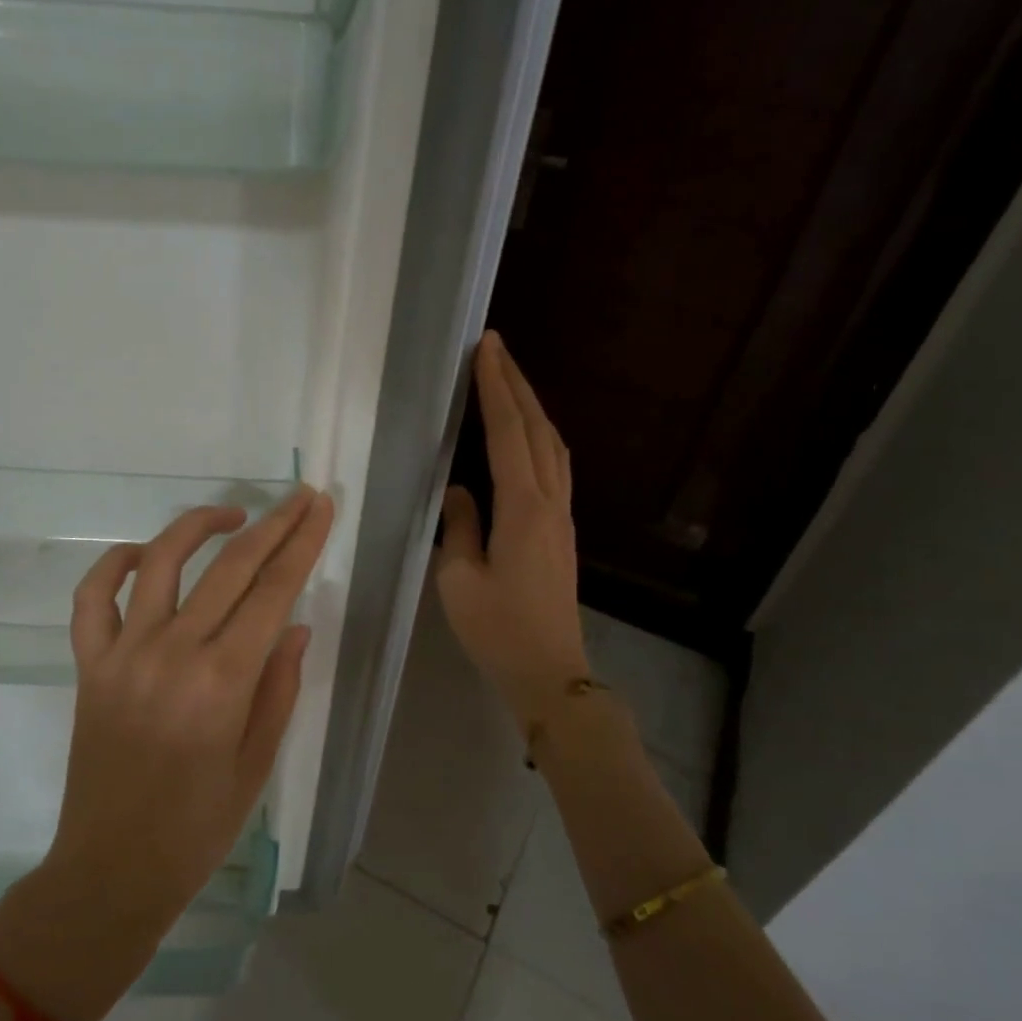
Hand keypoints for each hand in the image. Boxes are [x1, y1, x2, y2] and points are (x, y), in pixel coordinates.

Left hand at [0, 486, 334, 1020]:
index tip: (320, 507)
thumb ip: (279, 687)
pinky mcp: (90, 665)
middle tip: (299, 498)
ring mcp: (123, 654)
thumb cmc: (198, 828)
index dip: (302, 544)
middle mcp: (172, 654)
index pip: (272, 592)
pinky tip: (143, 555)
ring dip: (198, 527)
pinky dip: (114, 565)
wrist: (112, 870)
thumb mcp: (258, 764)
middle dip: (272, 525)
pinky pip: (92, 598)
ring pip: (160, 563)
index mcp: (222, 683)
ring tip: (232, 516)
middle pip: (229, 568)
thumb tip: (293, 625)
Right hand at [437, 332, 589, 724]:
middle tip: (496, 348)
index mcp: (523, 509)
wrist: (551, 672)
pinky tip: (529, 435)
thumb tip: (459, 491)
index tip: (486, 350)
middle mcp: (550, 503)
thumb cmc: (498, 630)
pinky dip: (540, 437)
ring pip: (553, 446)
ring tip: (510, 380)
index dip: (496, 389)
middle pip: (537, 430)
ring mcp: (563, 517)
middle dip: (516, 385)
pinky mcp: (563, 531)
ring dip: (532, 408)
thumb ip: (458, 527)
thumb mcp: (459, 580)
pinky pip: (555, 468)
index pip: (508, 434)